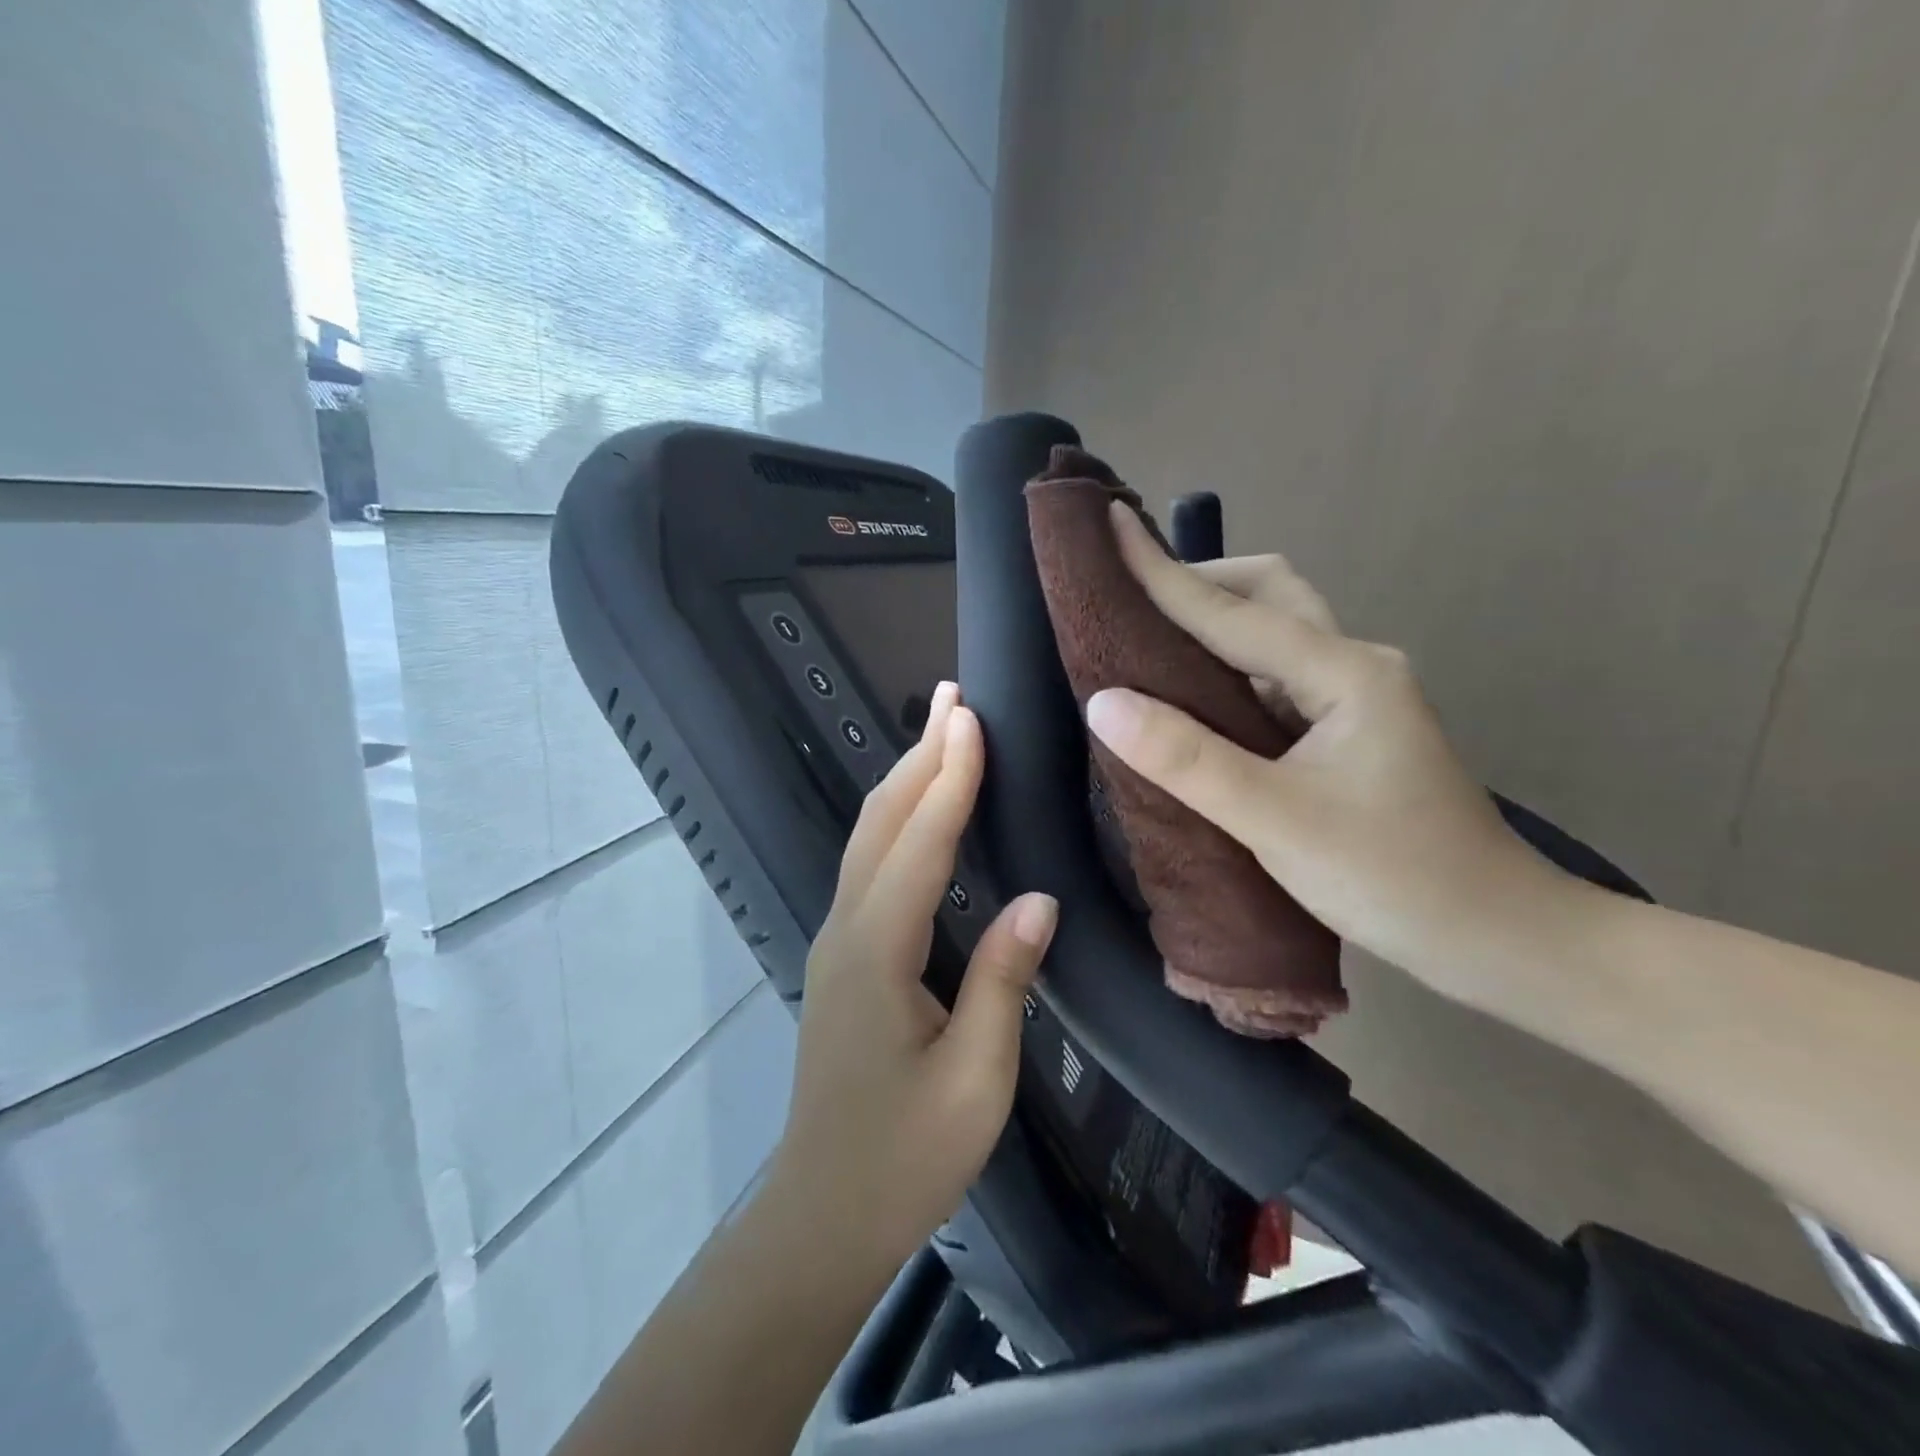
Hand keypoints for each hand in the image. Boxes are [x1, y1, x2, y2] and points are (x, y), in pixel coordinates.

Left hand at [767, 683, 1058, 1270]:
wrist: (824, 1213)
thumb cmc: (906, 1157)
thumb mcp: (974, 1079)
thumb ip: (1003, 979)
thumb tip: (1039, 898)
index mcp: (877, 953)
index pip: (919, 844)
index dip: (949, 777)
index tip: (969, 716)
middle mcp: (846, 930)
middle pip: (881, 823)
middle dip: (918, 754)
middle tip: (952, 697)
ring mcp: (837, 941)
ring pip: (870, 839)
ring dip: (906, 780)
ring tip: (942, 734)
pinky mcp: (844, 956)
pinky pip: (871, 866)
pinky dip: (900, 821)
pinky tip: (924, 812)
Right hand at [1085, 503, 1567, 1000]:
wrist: (1496, 937)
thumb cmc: (1393, 877)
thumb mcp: (1277, 821)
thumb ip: (1187, 759)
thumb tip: (1103, 702)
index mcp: (1344, 671)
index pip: (1231, 611)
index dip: (1161, 571)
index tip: (1108, 524)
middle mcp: (1351, 665)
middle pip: (1266, 593)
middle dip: (1196, 583)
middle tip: (1128, 600)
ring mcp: (1352, 697)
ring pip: (1271, 633)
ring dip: (1211, 624)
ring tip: (1145, 640)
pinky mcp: (1344, 730)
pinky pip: (1271, 677)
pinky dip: (1224, 670)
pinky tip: (1190, 696)